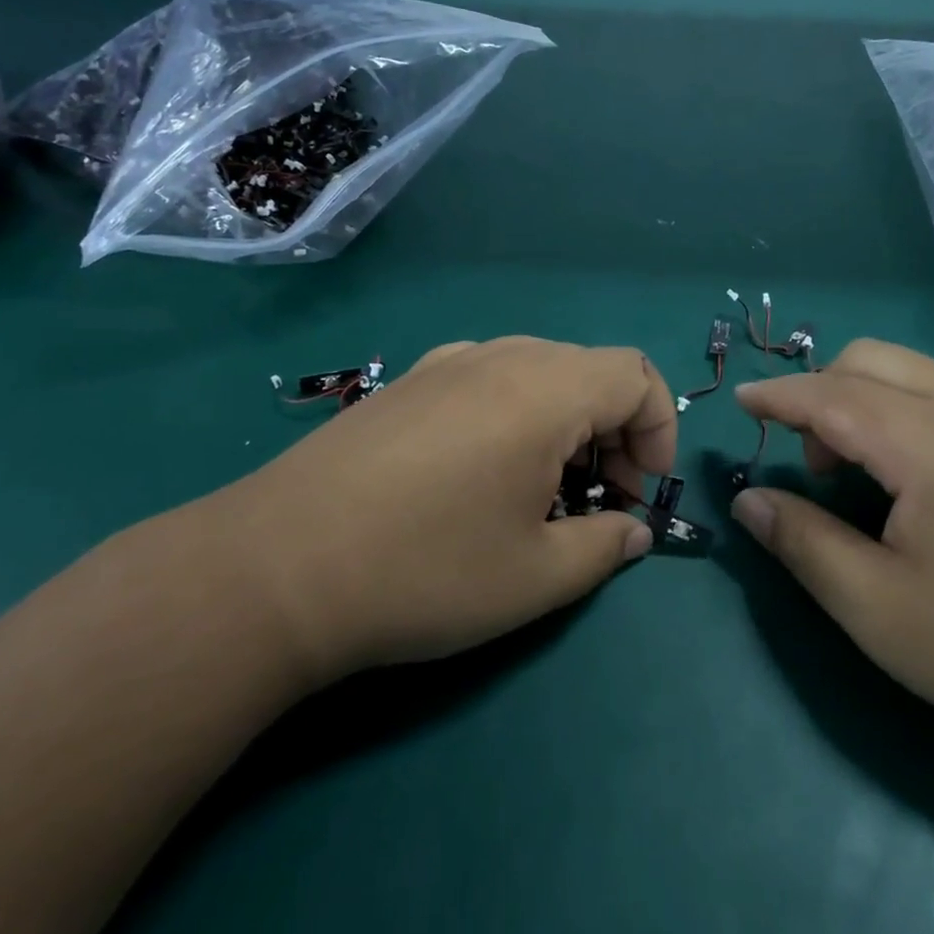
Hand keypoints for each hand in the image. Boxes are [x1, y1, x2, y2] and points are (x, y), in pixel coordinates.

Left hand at [201, 337, 673, 689]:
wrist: (276, 567)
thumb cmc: (424, 571)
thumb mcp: (534, 577)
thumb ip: (602, 547)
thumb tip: (633, 532)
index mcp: (543, 389)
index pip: (635, 375)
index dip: (658, 430)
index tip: (641, 492)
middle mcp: (499, 356)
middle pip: (589, 368)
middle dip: (616, 429)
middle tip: (600, 498)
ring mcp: (445, 363)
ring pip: (537, 370)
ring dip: (565, 420)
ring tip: (542, 488)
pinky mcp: (405, 382)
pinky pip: (487, 378)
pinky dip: (514, 412)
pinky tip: (479, 470)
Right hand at [731, 339, 933, 759]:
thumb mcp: (877, 610)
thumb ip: (802, 543)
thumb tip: (749, 500)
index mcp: (927, 444)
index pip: (830, 395)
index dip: (777, 395)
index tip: (740, 402)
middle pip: (870, 358)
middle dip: (820, 390)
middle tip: (812, 462)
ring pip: (912, 370)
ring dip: (863, 397)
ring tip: (860, 471)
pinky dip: (904, 408)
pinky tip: (917, 478)